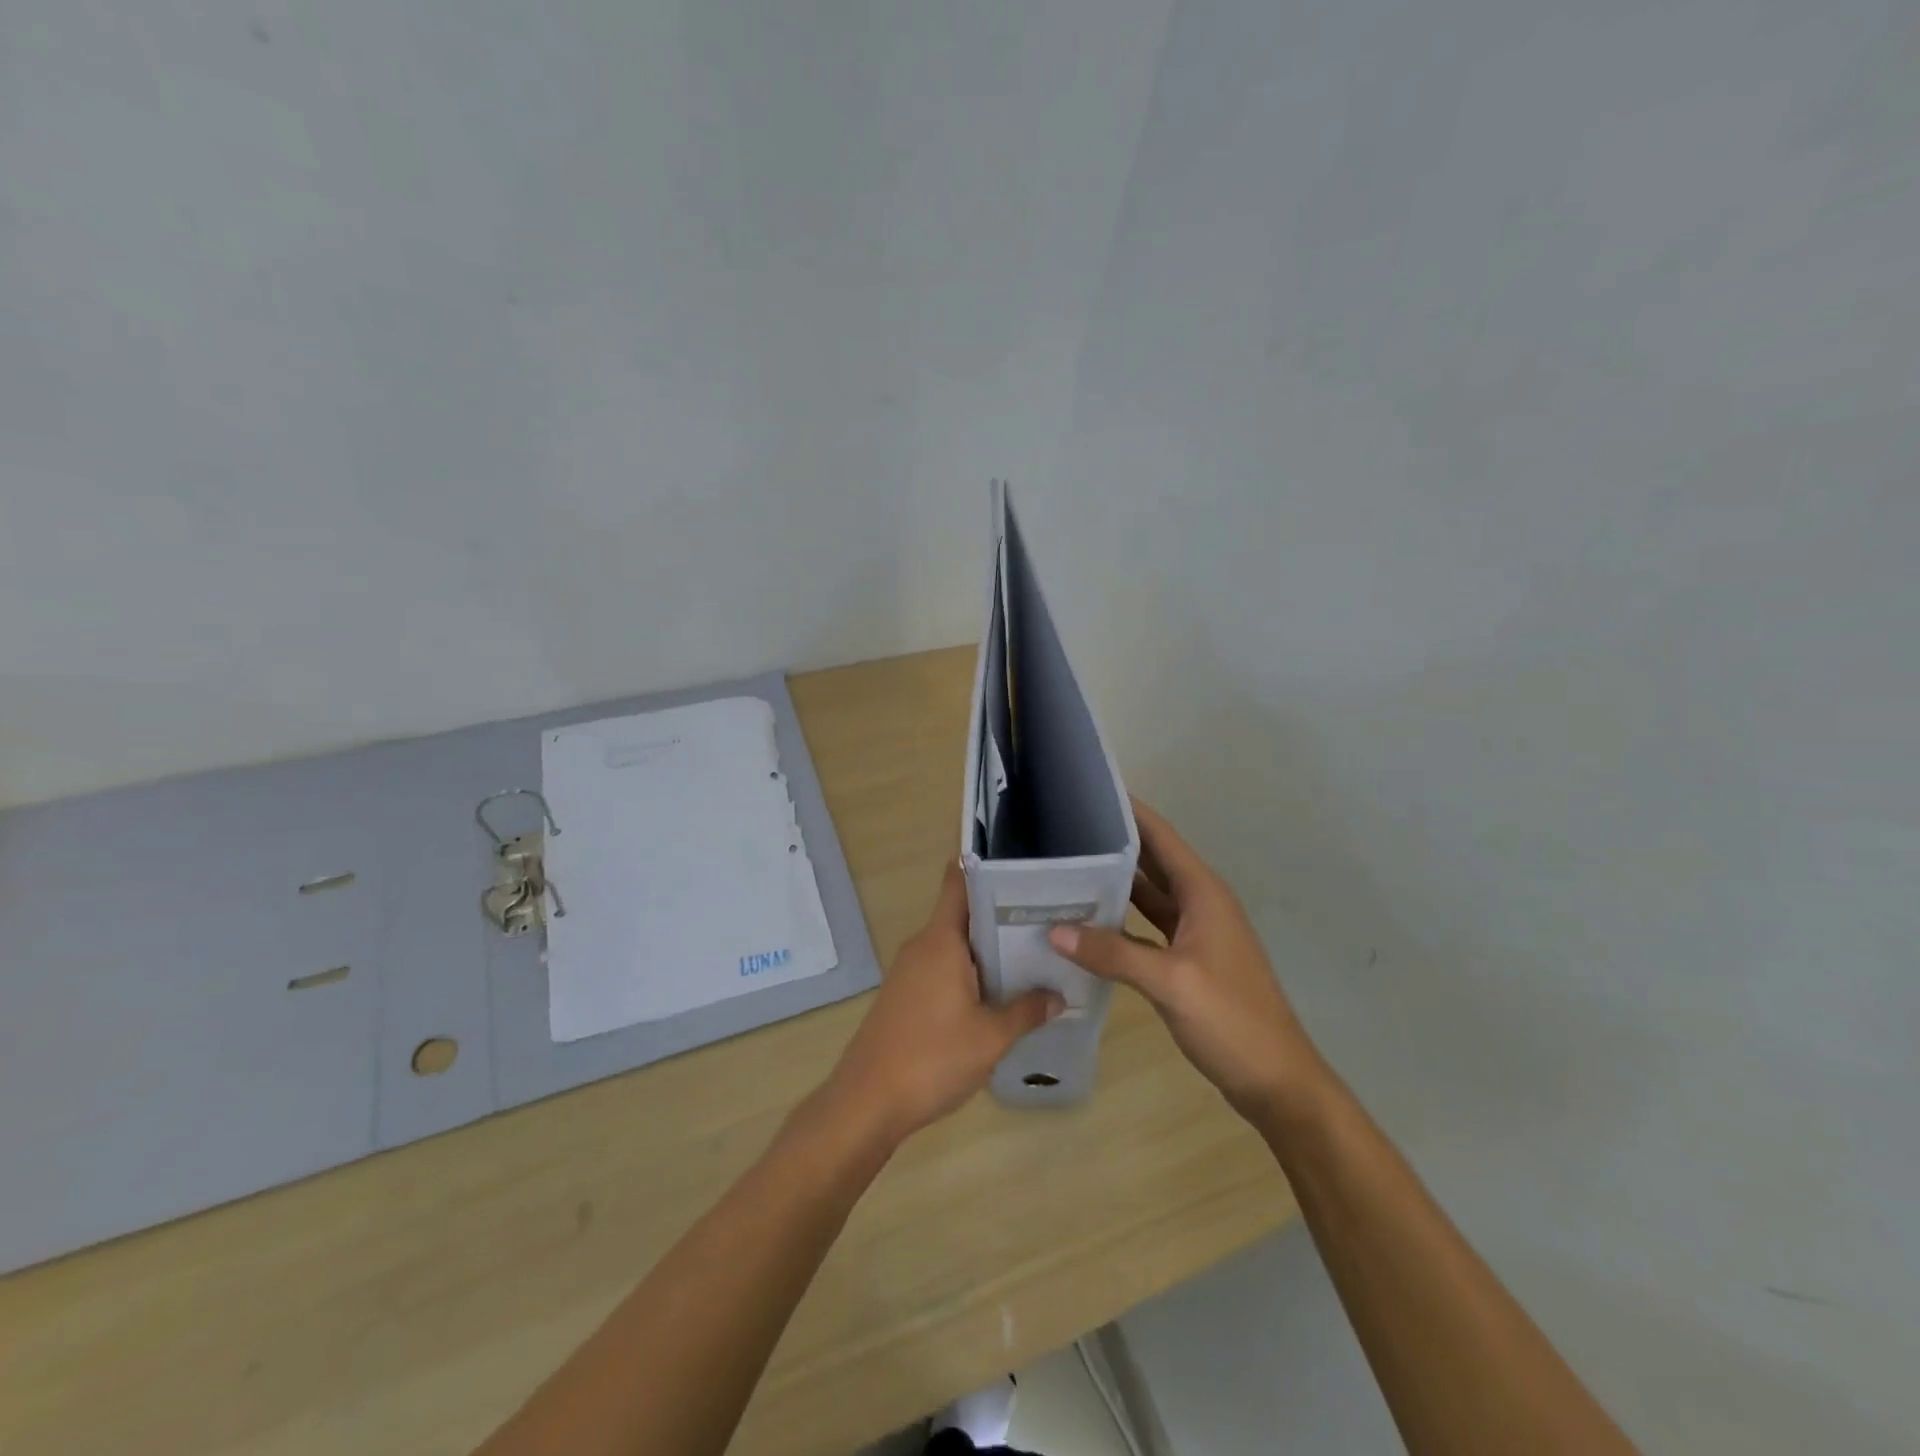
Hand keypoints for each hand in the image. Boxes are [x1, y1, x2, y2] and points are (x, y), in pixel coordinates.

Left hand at [824, 861, 1062, 1148]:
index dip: (985, 869)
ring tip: (1031, 957)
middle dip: (1000, 916)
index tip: (1020, 870)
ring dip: (986, 950)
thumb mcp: (991, 1037)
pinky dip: (968, 973)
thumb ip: (1027, 1011)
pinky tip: (996, 994)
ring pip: (953, 946)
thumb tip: (1057, 996)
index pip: (958, 883)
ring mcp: (909, 972)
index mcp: (941, 940)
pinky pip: (942, 969)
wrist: (867, 1102)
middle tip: (1044, 920)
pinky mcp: (904, 996)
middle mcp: (922, 946)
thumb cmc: (932, 1058)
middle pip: (962, 915)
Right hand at [1047, 799, 1324, 1123]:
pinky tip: (1087, 921)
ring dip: (1114, 882)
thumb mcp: (1171, 983)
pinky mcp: (1188, 959)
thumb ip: (1113, 953)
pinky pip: (1147, 925)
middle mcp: (1200, 903)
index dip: (1129, 811)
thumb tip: (1054, 929)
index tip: (1088, 791)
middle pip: (1153, 861)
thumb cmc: (1232, 1021)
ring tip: (1066, 867)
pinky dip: (1120, 919)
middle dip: (1113, 843)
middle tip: (1062, 829)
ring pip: (1148, 894)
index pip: (1161, 837)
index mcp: (1203, 893)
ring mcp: (1195, 933)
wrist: (1277, 1081)